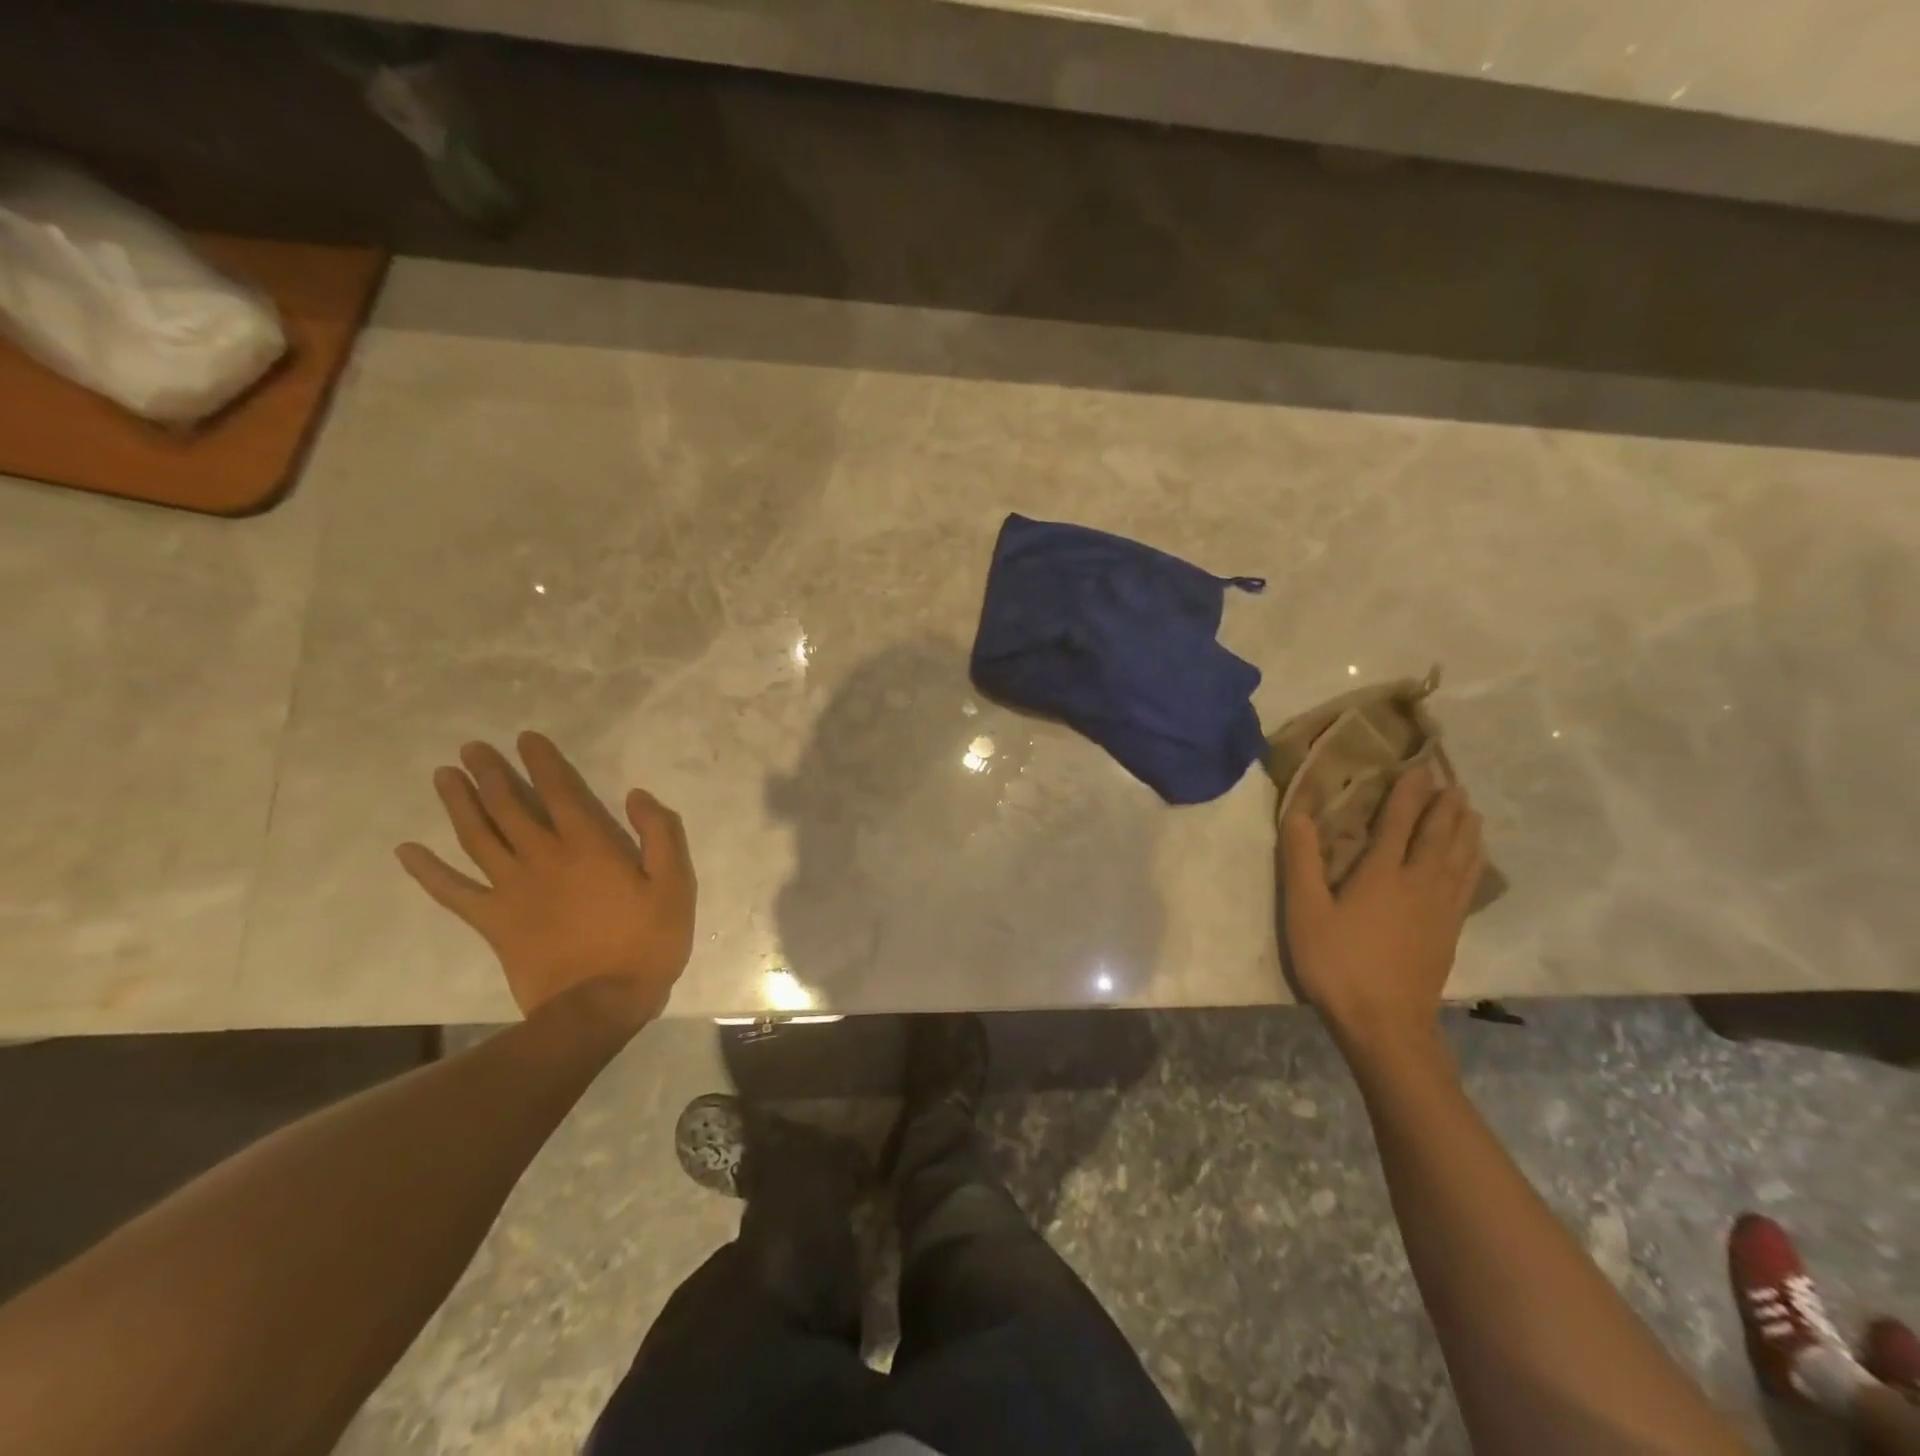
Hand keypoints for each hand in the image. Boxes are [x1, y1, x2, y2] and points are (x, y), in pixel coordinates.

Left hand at [395, 732, 695, 1025]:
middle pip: (509, 806)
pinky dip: (427, 871)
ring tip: (444, 776)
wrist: (600, 1003)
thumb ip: (660, 834)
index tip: (525, 738)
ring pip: (477, 837)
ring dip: (459, 803)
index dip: (542, 762)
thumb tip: (636, 795)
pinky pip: (452, 891)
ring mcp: (511, 889)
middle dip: (490, 774)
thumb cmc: (647, 942)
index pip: (559, 791)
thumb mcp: (675, 885)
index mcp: (589, 845)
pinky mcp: (492, 921)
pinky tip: (407, 851)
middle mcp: (543, 857)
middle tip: (471, 749)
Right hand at [1280, 766, 1484, 1061]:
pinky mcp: (1449, 931)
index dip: (1407, 794)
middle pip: (1437, 837)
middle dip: (1443, 807)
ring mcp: (1440, 909)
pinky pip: (1467, 885)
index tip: (1417, 768)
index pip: (1398, 823)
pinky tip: (1474, 859)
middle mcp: (1418, 883)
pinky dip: (1473, 862)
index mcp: (1381, 874)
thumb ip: (1301, 860)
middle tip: (1451, 781)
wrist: (1385, 1023)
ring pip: (1459, 858)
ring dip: (1464, 830)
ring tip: (1470, 809)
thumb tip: (1298, 812)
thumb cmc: (1337, 963)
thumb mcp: (1305, 911)